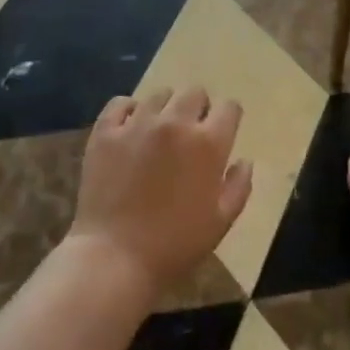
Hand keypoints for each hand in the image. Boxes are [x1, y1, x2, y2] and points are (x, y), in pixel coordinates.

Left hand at [69, 87, 252, 297]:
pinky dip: (128, 111)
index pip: (230, 108)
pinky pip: (120, 103)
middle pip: (194, 93)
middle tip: (191, 132)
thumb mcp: (221, 221)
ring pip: (158, 95)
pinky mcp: (105, 132)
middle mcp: (175, 123)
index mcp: (209, 143)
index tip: (222, 132)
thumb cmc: (175, 244)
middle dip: (199, 108)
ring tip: (158, 132)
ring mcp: (137, 124)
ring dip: (165, 109)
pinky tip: (130, 128)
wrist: (115, 257)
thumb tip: (244, 161)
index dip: (228, 118)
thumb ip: (239, 186)